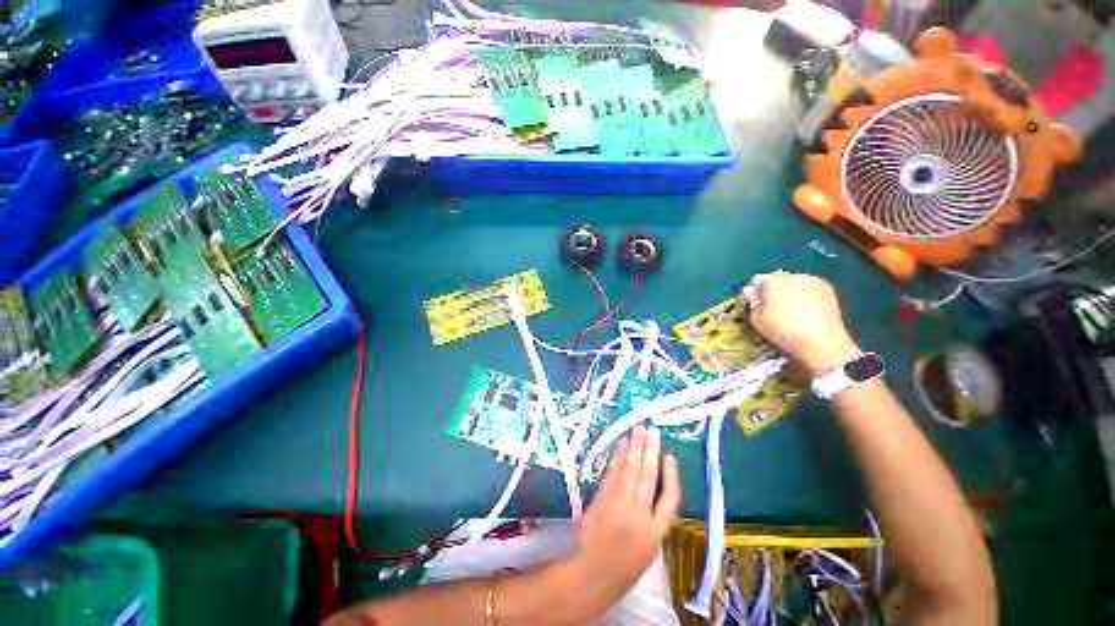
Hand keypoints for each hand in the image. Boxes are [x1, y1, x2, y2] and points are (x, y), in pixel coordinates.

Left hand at [573, 427, 679, 605]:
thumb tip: (653, 486)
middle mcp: (638, 517)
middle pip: (647, 477)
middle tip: (652, 430)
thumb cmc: (624, 566)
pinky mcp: (601, 500)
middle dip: (650, 451)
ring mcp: (618, 507)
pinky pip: (612, 474)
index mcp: (655, 533)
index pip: (669, 500)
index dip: (671, 476)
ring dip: (634, 448)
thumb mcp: (648, 548)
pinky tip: (622, 445)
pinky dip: (618, 458)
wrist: (592, 575)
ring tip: (638, 431)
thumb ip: (653, 519)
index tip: (670, 456)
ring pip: (630, 471)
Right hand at [746, 272, 860, 375]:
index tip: (756, 305)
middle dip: (773, 290)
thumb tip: (751, 293)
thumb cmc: (783, 331)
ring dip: (789, 292)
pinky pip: (809, 288)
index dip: (754, 292)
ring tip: (791, 310)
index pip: (756, 280)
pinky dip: (805, 295)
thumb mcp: (756, 320)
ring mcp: (812, 280)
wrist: (821, 343)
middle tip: (772, 308)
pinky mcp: (828, 289)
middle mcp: (792, 275)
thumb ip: (752, 303)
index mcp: (772, 281)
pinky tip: (805, 311)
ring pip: (794, 282)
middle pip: (777, 278)